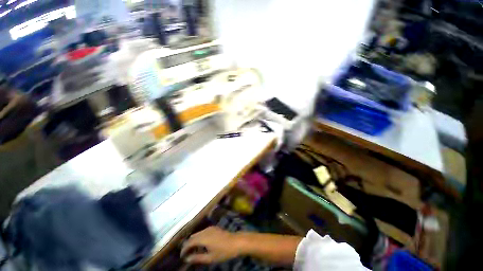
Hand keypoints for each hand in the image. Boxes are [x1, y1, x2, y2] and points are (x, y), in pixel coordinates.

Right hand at [180, 226, 243, 263]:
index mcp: (203, 238)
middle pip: (193, 236)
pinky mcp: (213, 228)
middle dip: (188, 244)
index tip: (181, 256)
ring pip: (198, 233)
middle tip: (186, 254)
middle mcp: (205, 231)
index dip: (184, 249)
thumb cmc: (223, 251)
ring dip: (194, 241)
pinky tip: (201, 244)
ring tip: (193, 250)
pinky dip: (199, 237)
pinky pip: (203, 232)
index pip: (189, 242)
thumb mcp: (210, 258)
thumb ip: (197, 258)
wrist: (235, 242)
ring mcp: (210, 228)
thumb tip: (187, 259)